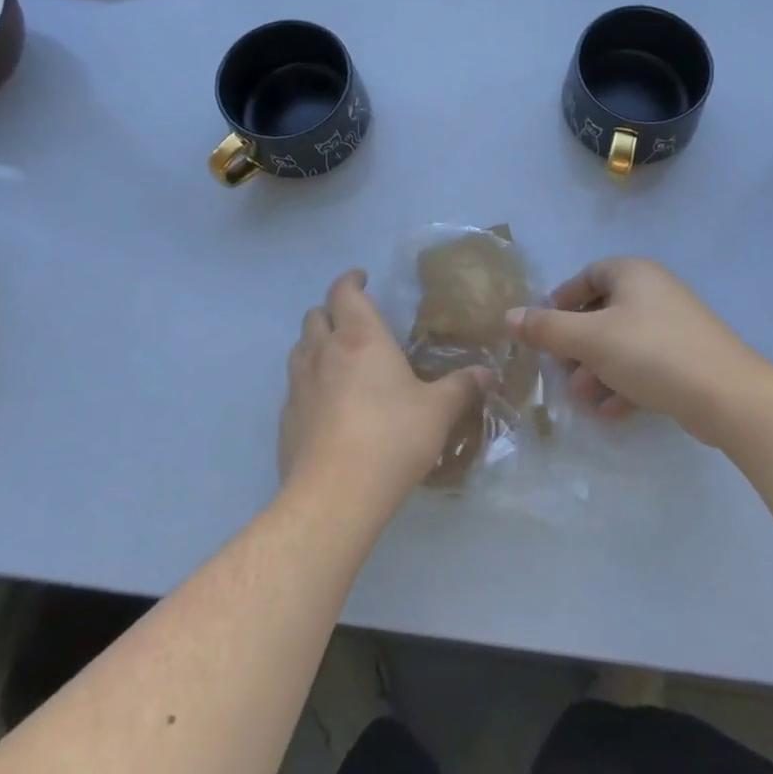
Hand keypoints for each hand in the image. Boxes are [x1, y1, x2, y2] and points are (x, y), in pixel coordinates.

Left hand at [279, 270, 490, 505]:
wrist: (334, 494)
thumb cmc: (392, 437)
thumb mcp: (437, 411)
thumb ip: (461, 387)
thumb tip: (487, 373)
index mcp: (361, 337)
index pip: (344, 291)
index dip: (351, 280)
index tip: (362, 279)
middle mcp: (324, 351)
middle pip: (316, 315)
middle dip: (332, 310)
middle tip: (353, 321)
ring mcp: (299, 384)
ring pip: (300, 347)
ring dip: (316, 343)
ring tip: (337, 357)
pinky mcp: (286, 418)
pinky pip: (294, 385)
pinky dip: (308, 380)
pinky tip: (325, 403)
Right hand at [509, 258, 766, 445]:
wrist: (727, 395)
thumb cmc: (651, 353)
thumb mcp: (590, 339)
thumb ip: (547, 328)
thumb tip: (508, 316)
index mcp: (634, 274)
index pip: (589, 275)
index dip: (563, 298)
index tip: (544, 326)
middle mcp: (655, 292)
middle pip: (604, 312)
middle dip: (578, 343)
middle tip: (559, 369)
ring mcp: (675, 326)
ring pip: (623, 343)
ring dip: (598, 369)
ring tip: (581, 398)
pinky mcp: (688, 359)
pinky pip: (646, 365)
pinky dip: (625, 383)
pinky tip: (610, 412)